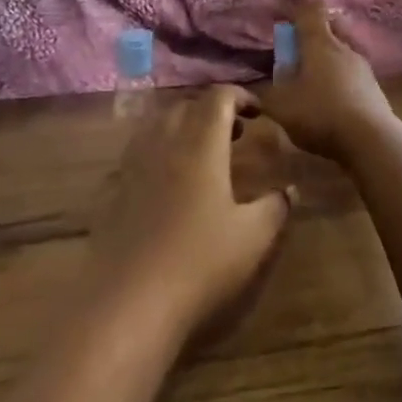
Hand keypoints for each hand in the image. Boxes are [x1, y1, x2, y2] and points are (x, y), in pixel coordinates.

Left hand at [87, 85, 293, 335]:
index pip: (218, 97)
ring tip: (202, 153)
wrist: (127, 305)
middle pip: (186, 106)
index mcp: (201, 145)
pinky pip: (137, 154)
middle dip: (212, 110)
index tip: (258, 111)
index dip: (240, 95)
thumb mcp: (253, 237)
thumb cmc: (199, 264)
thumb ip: (276, 207)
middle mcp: (164, 144)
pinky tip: (168, 184)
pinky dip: (158, 152)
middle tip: (235, 132)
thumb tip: (291, 189)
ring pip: (157, 125)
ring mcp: (132, 167)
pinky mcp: (111, 193)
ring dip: (182, 127)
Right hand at [262, 4, 395, 166]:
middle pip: (330, 30)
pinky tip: (332, 104)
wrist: (370, 139)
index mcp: (320, 42)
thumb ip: (265, 94)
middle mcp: (344, 47)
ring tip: (313, 85)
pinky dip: (340, 83)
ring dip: (327, 63)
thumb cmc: (320, 113)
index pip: (311, 10)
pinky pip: (352, 75)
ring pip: (342, 54)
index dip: (299, 12)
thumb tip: (256, 88)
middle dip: (313, 40)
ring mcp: (363, 67)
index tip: (288, 24)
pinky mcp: (374, 88)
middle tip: (297, 57)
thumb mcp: (281, 106)